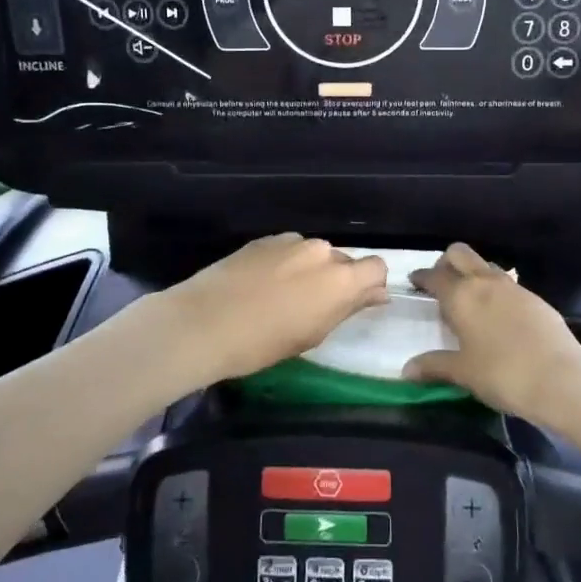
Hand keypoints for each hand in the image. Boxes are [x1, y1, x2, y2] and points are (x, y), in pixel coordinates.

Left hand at [151, 234, 388, 388]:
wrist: (203, 323)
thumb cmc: (263, 342)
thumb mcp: (313, 334)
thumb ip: (348, 308)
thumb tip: (377, 294)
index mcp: (340, 278)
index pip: (377, 267)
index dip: (370, 285)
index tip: (355, 304)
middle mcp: (321, 250)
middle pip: (344, 261)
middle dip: (337, 280)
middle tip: (314, 308)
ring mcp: (291, 240)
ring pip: (314, 255)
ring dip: (309, 271)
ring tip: (282, 297)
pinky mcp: (264, 239)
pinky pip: (288, 249)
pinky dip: (285, 263)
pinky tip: (262, 285)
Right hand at [404, 242, 580, 422]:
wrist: (559, 378)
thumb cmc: (502, 373)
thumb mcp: (463, 373)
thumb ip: (434, 366)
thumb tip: (407, 370)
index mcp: (461, 295)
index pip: (434, 276)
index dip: (422, 277)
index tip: (414, 282)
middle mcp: (485, 282)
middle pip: (460, 254)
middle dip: (446, 262)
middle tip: (441, 283)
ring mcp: (513, 287)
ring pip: (486, 266)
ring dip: (473, 274)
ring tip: (470, 300)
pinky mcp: (535, 298)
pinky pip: (507, 284)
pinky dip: (496, 290)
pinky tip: (498, 315)